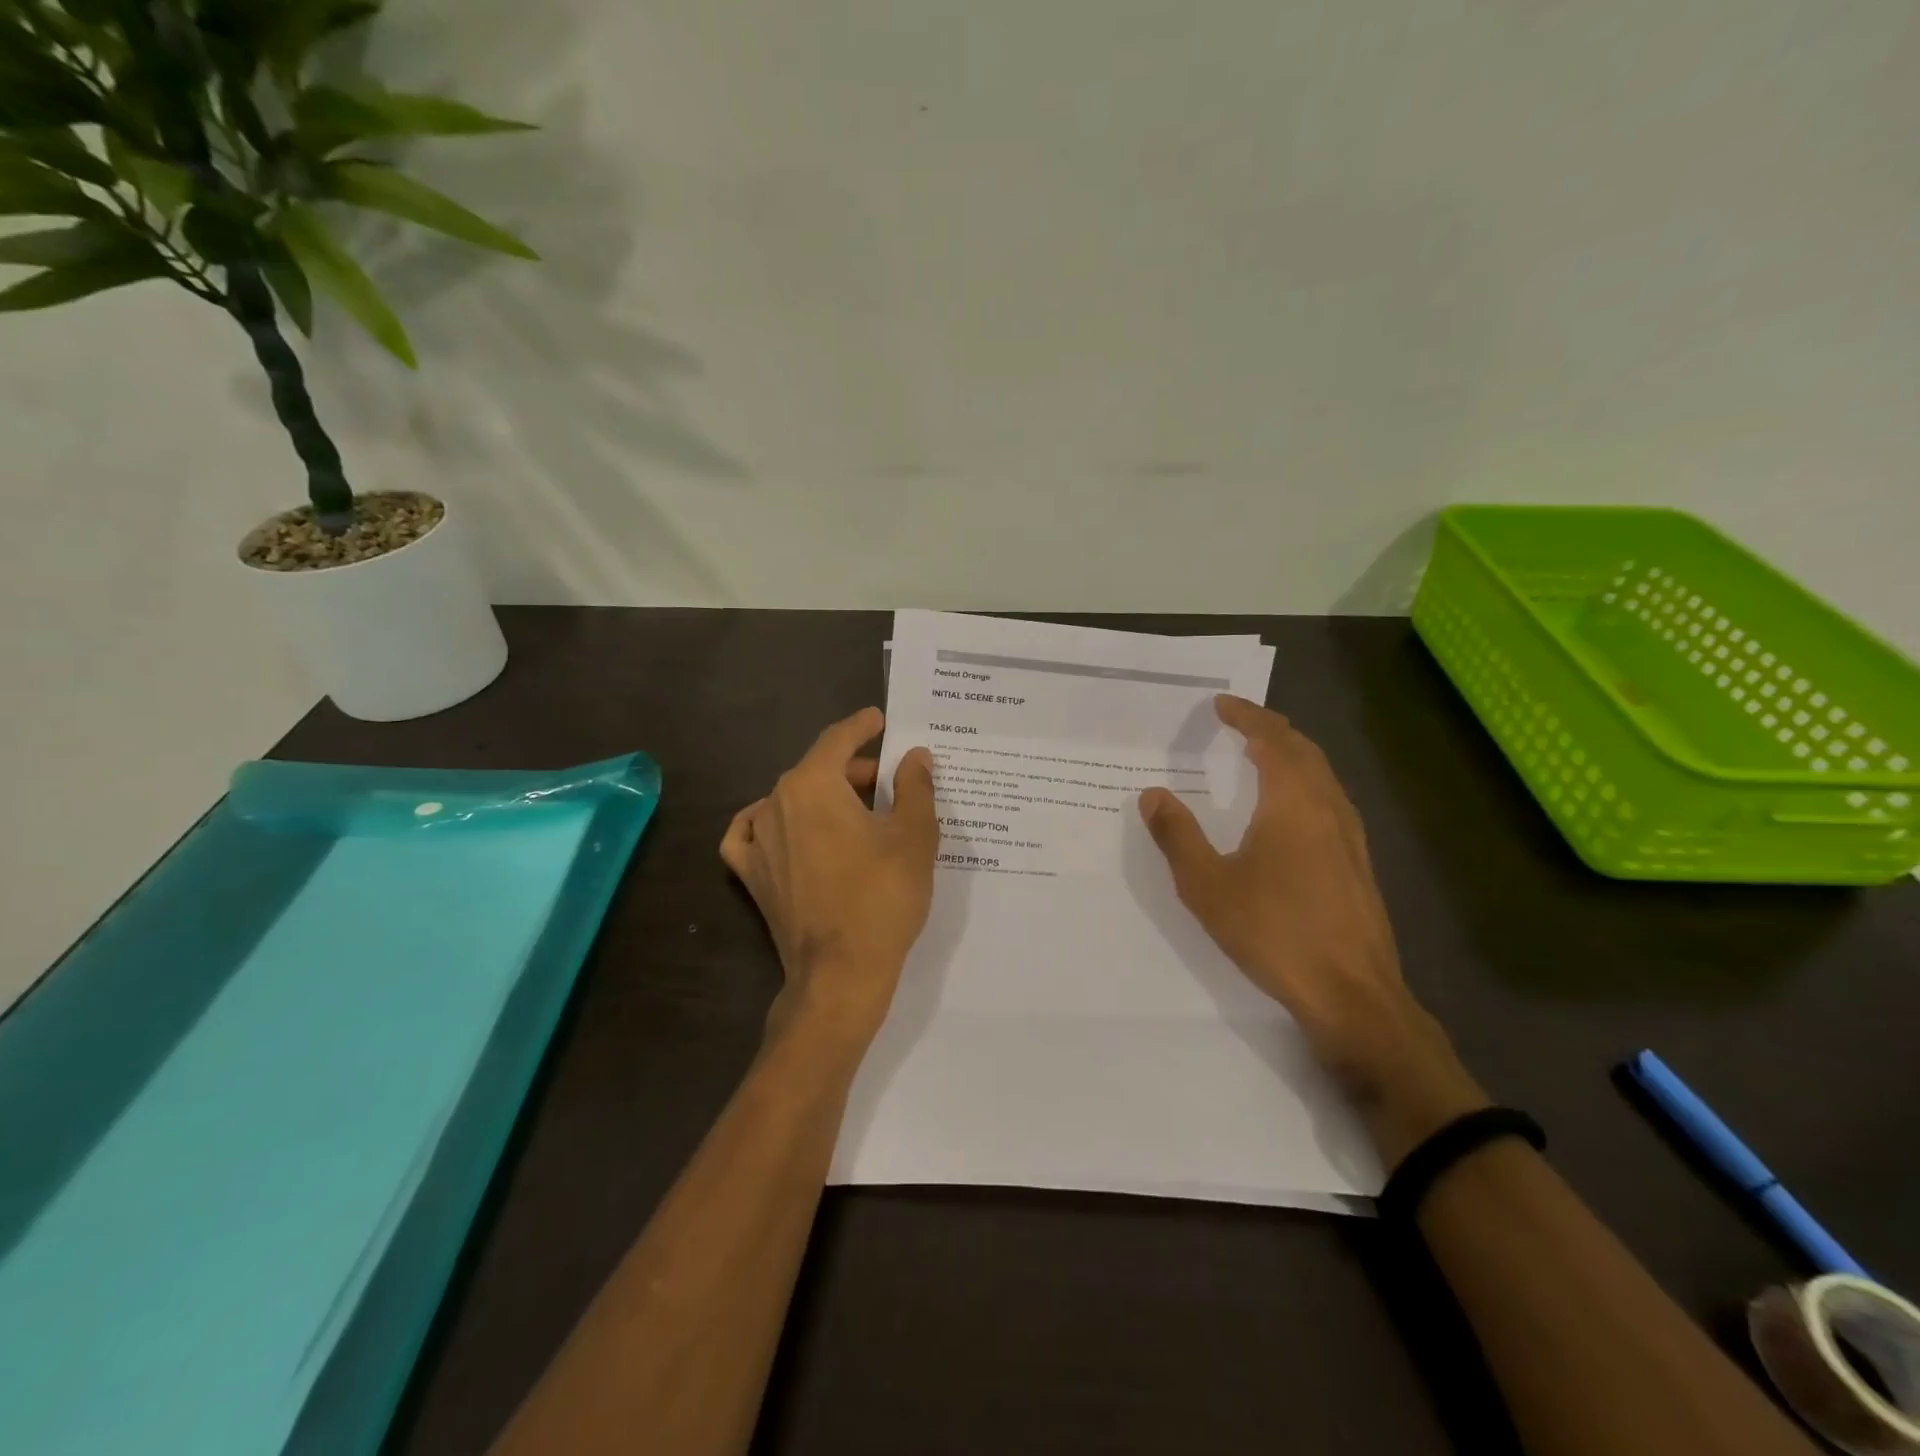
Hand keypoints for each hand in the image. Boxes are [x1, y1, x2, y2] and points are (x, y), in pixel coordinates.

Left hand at [722, 707, 938, 1049]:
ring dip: (824, 797)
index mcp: (813, 784)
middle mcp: (776, 802)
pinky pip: (753, 834)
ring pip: (791, 799)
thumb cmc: (883, 897)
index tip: (879, 719)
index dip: (861, 726)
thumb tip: (914, 756)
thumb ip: (915, 787)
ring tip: (857, 812)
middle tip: (889, 781)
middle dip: (853, 769)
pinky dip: (773, 824)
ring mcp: (758, 840)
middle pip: (817, 769)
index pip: (837, 739)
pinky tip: (788, 830)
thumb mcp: (914, 836)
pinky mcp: (751, 875)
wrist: (841, 972)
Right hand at [1139, 696, 1484, 1159]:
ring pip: (1322, 774)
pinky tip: (1291, 809)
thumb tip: (1152, 795)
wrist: (1352, 994)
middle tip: (1239, 723)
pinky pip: (1331, 800)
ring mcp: (1351, 835)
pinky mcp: (1359, 862)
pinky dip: (1306, 782)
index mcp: (1292, 803)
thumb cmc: (1274, 932)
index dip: (1246, 716)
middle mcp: (1328, 807)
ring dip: (1292, 754)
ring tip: (1262, 756)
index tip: (1221, 704)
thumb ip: (1177, 836)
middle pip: (1303, 749)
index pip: (1271, 739)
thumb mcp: (1208, 886)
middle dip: (1271, 729)